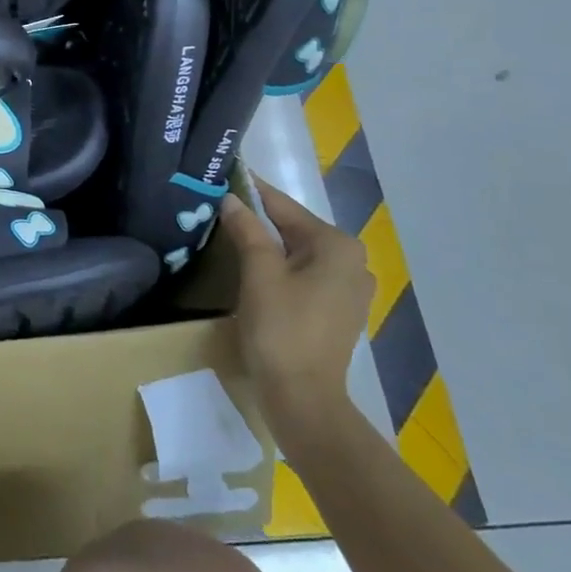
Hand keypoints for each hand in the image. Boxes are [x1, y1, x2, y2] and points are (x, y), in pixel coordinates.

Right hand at [218, 177, 373, 439]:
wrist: (303, 397)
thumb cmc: (281, 327)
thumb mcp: (258, 271)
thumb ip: (246, 228)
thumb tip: (230, 198)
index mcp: (337, 245)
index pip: (284, 206)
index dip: (251, 191)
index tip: (223, 174)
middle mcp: (352, 261)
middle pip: (293, 228)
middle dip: (257, 219)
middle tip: (218, 207)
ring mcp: (350, 289)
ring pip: (298, 252)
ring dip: (267, 244)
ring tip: (229, 234)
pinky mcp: (339, 311)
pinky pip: (304, 275)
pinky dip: (280, 267)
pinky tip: (253, 270)